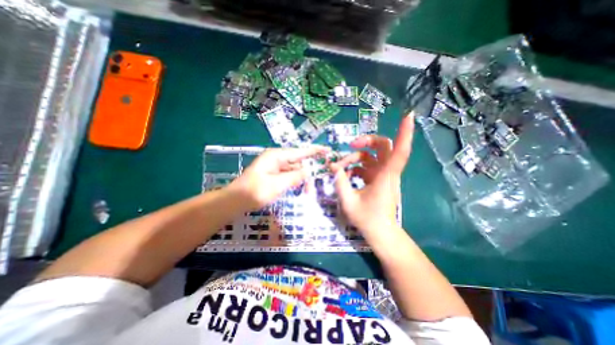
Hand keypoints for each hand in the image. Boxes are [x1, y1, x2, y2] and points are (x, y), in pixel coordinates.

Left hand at [228, 146, 328, 210]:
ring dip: (302, 179)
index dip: (314, 151)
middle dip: (308, 171)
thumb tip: (308, 170)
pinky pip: (288, 175)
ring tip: (308, 191)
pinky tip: (300, 188)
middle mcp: (276, 159)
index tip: (327, 150)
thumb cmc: (254, 192)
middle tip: (315, 184)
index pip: (300, 152)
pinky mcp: (273, 175)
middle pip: (298, 162)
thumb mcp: (277, 185)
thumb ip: (294, 177)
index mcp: (276, 156)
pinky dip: (295, 181)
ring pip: (294, 170)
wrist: (235, 201)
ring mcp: (274, 167)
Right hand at [329, 113, 414, 242]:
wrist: (380, 233)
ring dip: (355, 158)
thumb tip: (333, 166)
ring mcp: (383, 175)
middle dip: (366, 141)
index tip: (408, 116)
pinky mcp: (378, 179)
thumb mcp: (348, 201)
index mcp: (385, 176)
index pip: (400, 151)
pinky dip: (356, 167)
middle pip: (383, 146)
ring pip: (372, 156)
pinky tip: (345, 174)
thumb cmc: (367, 219)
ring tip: (340, 168)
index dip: (405, 133)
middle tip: (351, 145)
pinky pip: (367, 166)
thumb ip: (340, 181)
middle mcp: (387, 172)